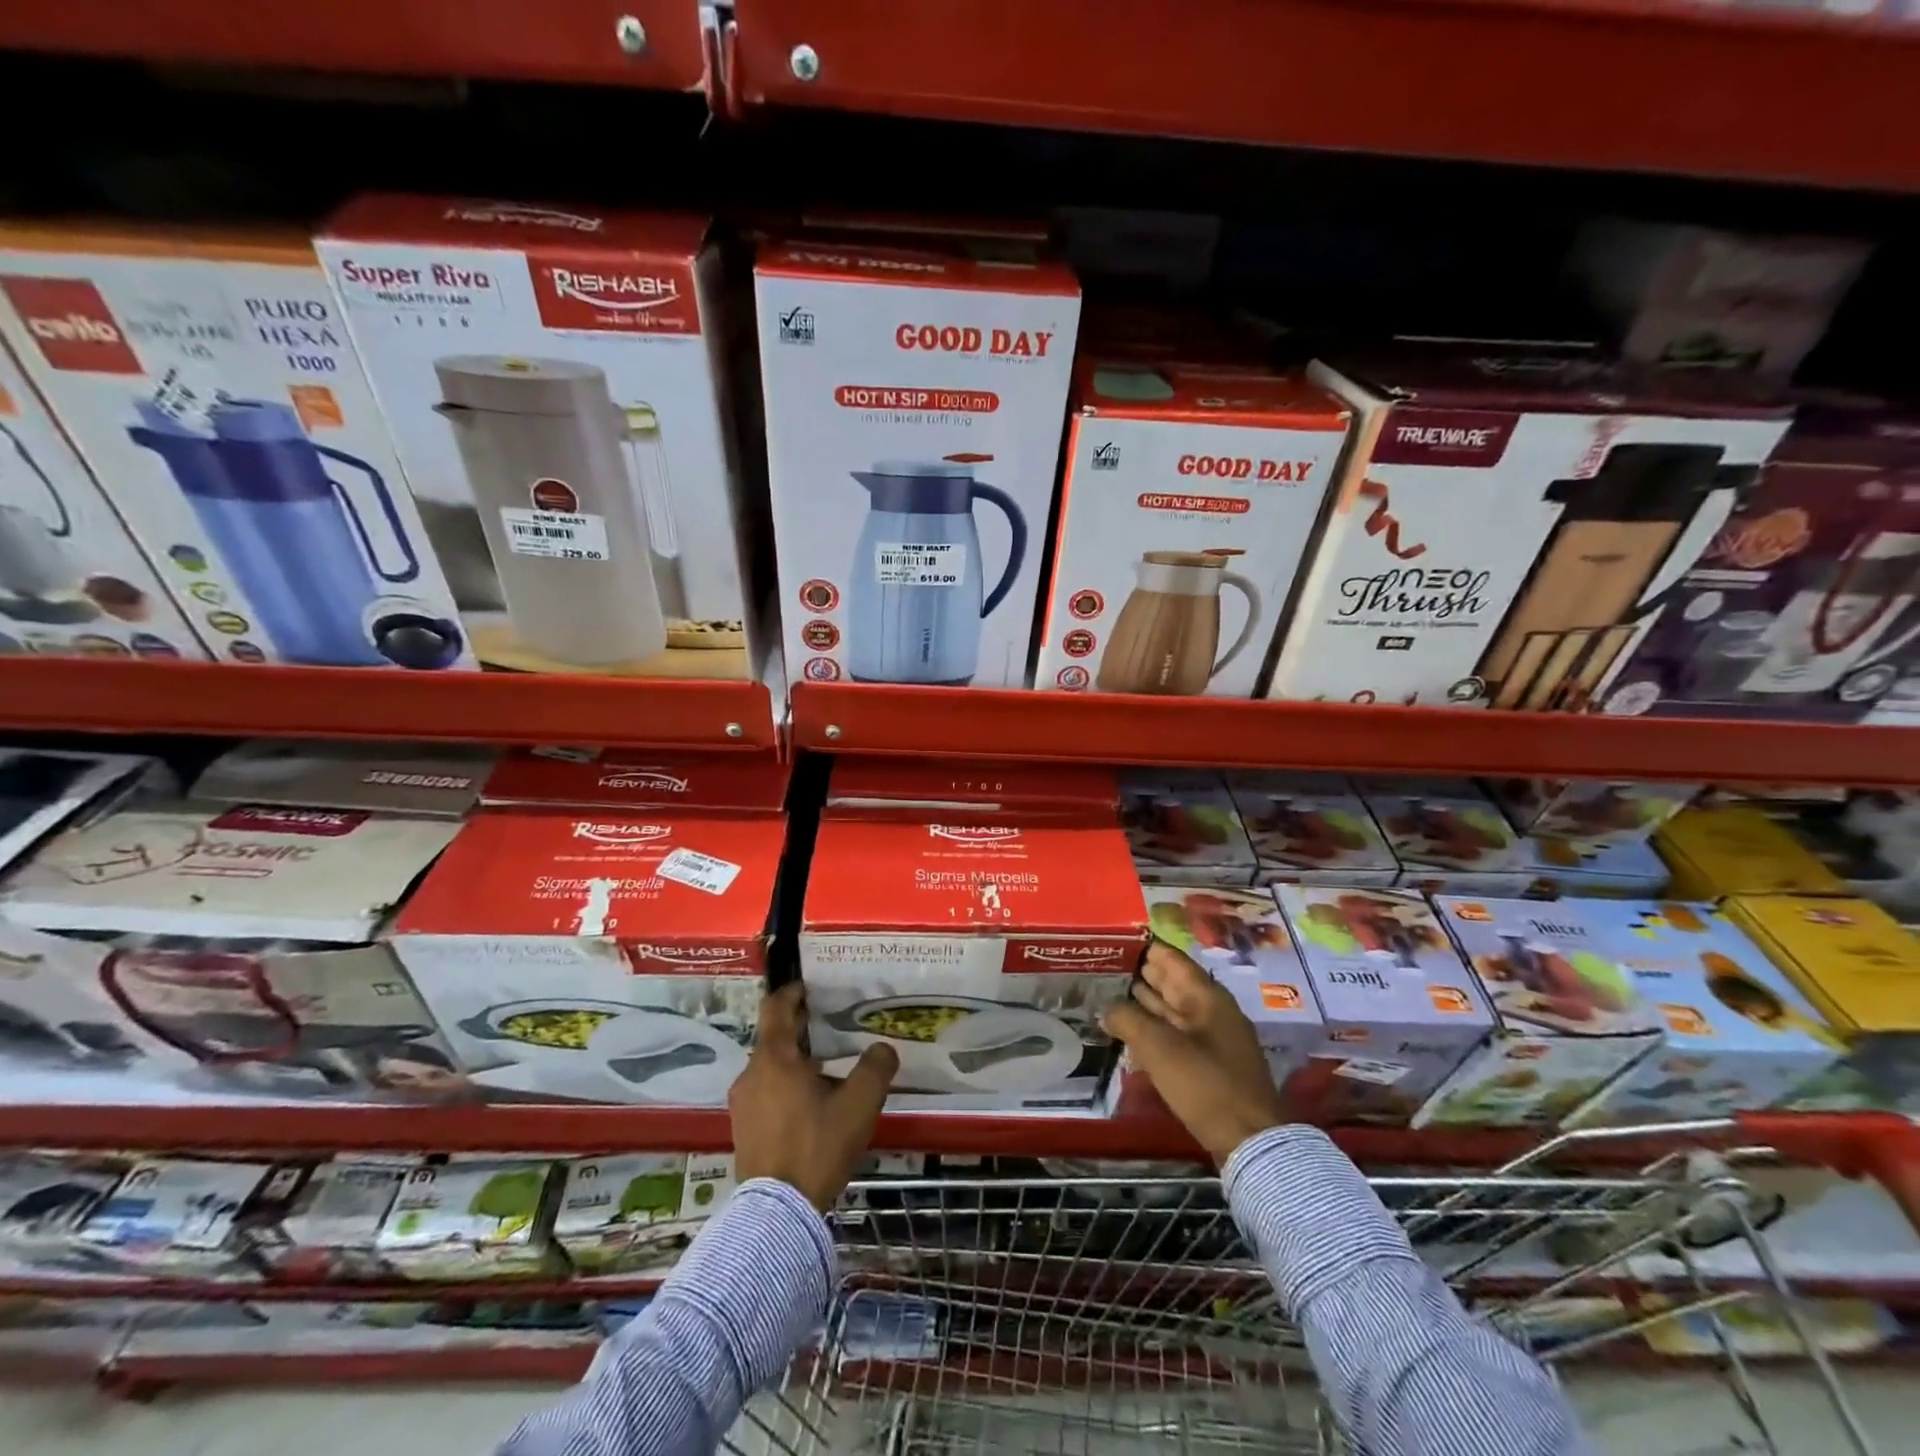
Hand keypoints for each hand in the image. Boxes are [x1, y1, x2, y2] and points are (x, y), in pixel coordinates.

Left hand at [730, 983, 898, 1210]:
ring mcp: (742, 1103)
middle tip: (828, 1025)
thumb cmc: (817, 1145)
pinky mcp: (743, 1129)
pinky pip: (764, 1092)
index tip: (809, 987)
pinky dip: (784, 1085)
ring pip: (769, 1067)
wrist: (778, 1212)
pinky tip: (808, 1102)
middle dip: (798, 1027)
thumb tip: (882, 1048)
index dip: (792, 993)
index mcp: (775, 1058)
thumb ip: (875, 1068)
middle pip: (773, 1037)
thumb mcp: (859, 1104)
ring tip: (823, 1067)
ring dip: (792, 1059)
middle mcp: (751, 1073)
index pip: (776, 1008)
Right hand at [1104, 940, 1290, 1164]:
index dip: (1143, 946)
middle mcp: (1211, 1010)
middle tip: (1104, 964)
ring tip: (1109, 991)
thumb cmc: (1206, 1085)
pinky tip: (1131, 1029)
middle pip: (1172, 981)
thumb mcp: (1160, 1048)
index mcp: (1206, 996)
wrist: (1250, 1142)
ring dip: (1144, 1000)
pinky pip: (1175, 1033)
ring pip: (1172, 1008)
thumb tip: (1107, 1008)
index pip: (1170, 958)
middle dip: (1140, 972)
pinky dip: (1153, 1026)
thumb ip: (1128, 1020)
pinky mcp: (1209, 1064)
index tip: (1113, 939)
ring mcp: (1213, 1037)